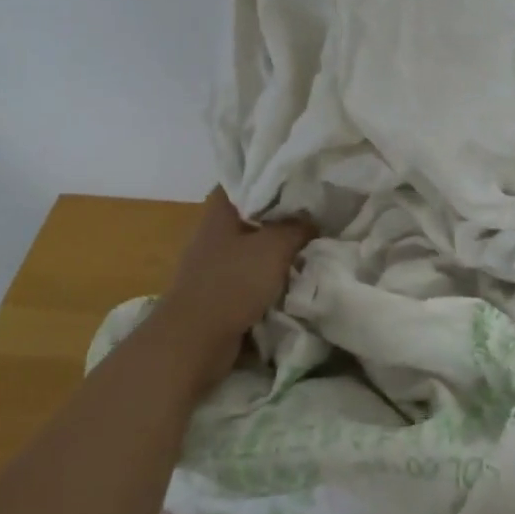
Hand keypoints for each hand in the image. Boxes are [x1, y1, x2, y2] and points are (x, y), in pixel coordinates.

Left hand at [152, 187, 315, 394]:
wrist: (195, 340)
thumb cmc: (232, 282)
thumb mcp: (274, 247)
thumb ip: (297, 227)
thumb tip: (313, 219)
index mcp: (221, 209)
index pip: (247, 177)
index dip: (273, 173)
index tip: (303, 175)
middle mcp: (216, 229)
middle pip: (255, 211)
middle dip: (284, 212)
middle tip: (319, 208)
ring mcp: (217, 260)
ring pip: (256, 243)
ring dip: (281, 245)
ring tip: (314, 239)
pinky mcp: (222, 287)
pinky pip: (254, 271)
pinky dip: (273, 272)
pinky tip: (298, 271)